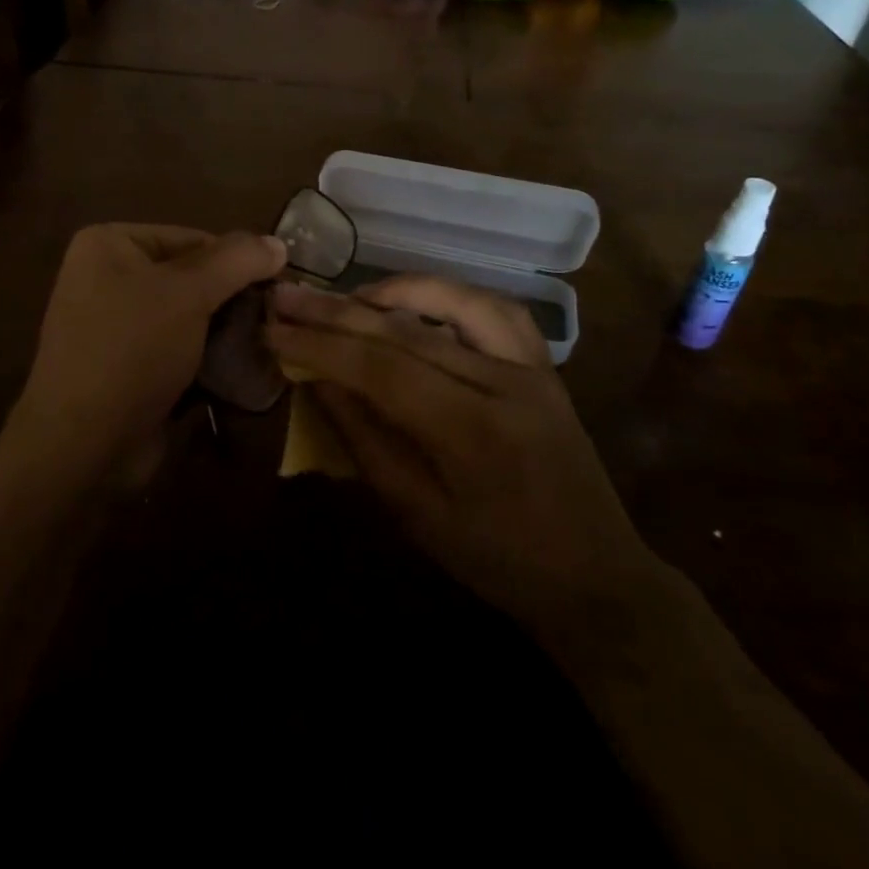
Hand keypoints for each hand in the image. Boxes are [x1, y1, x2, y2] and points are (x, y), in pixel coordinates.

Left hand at [10, 224, 285, 484]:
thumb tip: (278, 243)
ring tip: (266, 344)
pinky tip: (243, 370)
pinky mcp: (128, 366)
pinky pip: (178, 349)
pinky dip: (208, 358)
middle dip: (233, 299)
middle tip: (276, 318)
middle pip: (191, 277)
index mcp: (110, 245)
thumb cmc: (132, 351)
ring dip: (226, 331)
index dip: (238, 261)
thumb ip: (236, 261)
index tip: (280, 287)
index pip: (192, 238)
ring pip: (189, 317)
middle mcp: (108, 278)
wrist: (83, 445)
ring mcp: (116, 325)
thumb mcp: (188, 293)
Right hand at [266, 278, 660, 629]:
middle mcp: (505, 385)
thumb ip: (364, 441)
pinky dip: (449, 294)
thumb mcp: (416, 515)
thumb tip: (317, 381)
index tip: (273, 331)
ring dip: (392, 291)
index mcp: (472, 433)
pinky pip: (495, 310)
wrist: (595, 576)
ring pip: (455, 302)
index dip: (321, 346)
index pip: (382, 369)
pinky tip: (415, 300)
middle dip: (338, 312)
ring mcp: (531, 368)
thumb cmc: (496, 561)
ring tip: (346, 297)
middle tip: (287, 296)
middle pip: (408, 331)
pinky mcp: (543, 366)